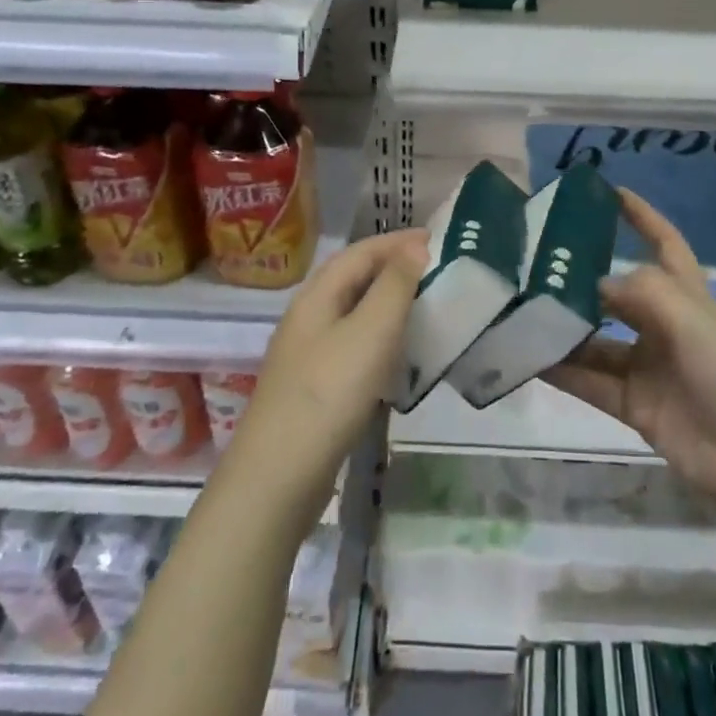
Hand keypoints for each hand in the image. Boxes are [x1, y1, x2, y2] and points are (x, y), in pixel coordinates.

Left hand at [221, 229, 428, 527]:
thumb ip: (394, 286)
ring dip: (387, 301)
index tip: (438, 238)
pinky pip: (352, 344)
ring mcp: (307, 354)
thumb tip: (415, 246)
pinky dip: (379, 336)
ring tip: (423, 305)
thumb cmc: (328, 393)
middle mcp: (308, 317)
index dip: (398, 241)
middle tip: (435, 268)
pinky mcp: (314, 387)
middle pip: (353, 278)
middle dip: (392, 266)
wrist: (278, 477)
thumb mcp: (370, 331)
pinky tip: (397, 355)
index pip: (361, 251)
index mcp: (317, 295)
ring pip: (352, 312)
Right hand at [543, 190, 715, 516]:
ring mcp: (648, 367)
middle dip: (581, 282)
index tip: (609, 192)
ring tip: (521, 314)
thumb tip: (594, 284)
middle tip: (533, 267)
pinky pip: (590, 381)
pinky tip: (529, 359)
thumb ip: (640, 291)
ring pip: (596, 341)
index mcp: (686, 296)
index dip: (642, 217)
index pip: (663, 243)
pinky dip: (562, 371)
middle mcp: (664, 326)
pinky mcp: (634, 405)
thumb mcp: (691, 317)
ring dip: (564, 331)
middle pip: (617, 295)